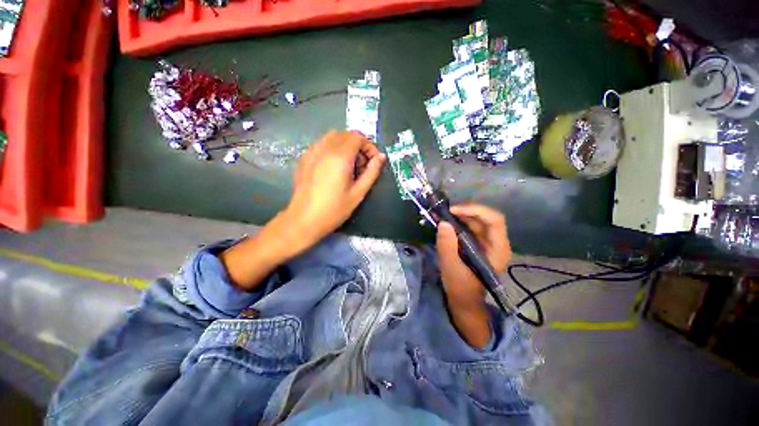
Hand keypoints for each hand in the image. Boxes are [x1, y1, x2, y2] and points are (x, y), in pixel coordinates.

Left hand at [283, 130, 385, 246]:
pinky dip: (332, 148)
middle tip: (362, 166)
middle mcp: (324, 149)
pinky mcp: (304, 158)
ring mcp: (312, 152)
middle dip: (358, 146)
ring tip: (349, 166)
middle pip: (345, 134)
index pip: (357, 137)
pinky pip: (321, 144)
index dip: (369, 146)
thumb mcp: (358, 193)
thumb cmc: (334, 209)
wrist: (304, 220)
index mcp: (340, 157)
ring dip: (345, 145)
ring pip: (332, 137)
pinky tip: (334, 167)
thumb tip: (381, 157)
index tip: (374, 161)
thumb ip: (371, 173)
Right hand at [437, 204, 510, 304]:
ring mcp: (487, 242)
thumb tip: (443, 223)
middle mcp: (496, 242)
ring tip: (441, 215)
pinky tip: (445, 223)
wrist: (463, 300)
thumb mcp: (451, 267)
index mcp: (497, 249)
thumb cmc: (460, 287)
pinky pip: (470, 227)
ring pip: (476, 220)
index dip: (475, 210)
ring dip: (459, 216)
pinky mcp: (478, 243)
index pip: (494, 220)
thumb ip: (447, 246)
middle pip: (484, 217)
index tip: (453, 211)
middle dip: (464, 212)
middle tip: (444, 212)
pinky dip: (457, 222)